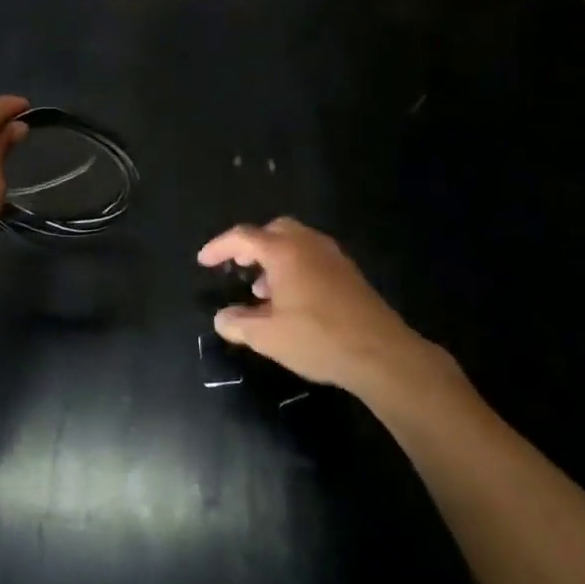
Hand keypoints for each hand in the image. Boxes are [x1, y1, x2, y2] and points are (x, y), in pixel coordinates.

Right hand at [199, 217, 450, 393]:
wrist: (381, 353)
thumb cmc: (318, 338)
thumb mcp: (268, 337)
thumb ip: (239, 324)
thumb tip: (221, 317)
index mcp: (284, 251)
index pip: (243, 237)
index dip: (219, 247)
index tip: (203, 261)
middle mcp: (308, 244)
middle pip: (273, 230)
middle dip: (252, 245)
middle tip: (239, 266)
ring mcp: (332, 256)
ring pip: (295, 243)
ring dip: (274, 259)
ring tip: (262, 291)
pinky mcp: (349, 273)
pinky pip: (312, 257)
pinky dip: (294, 268)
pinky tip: (292, 300)